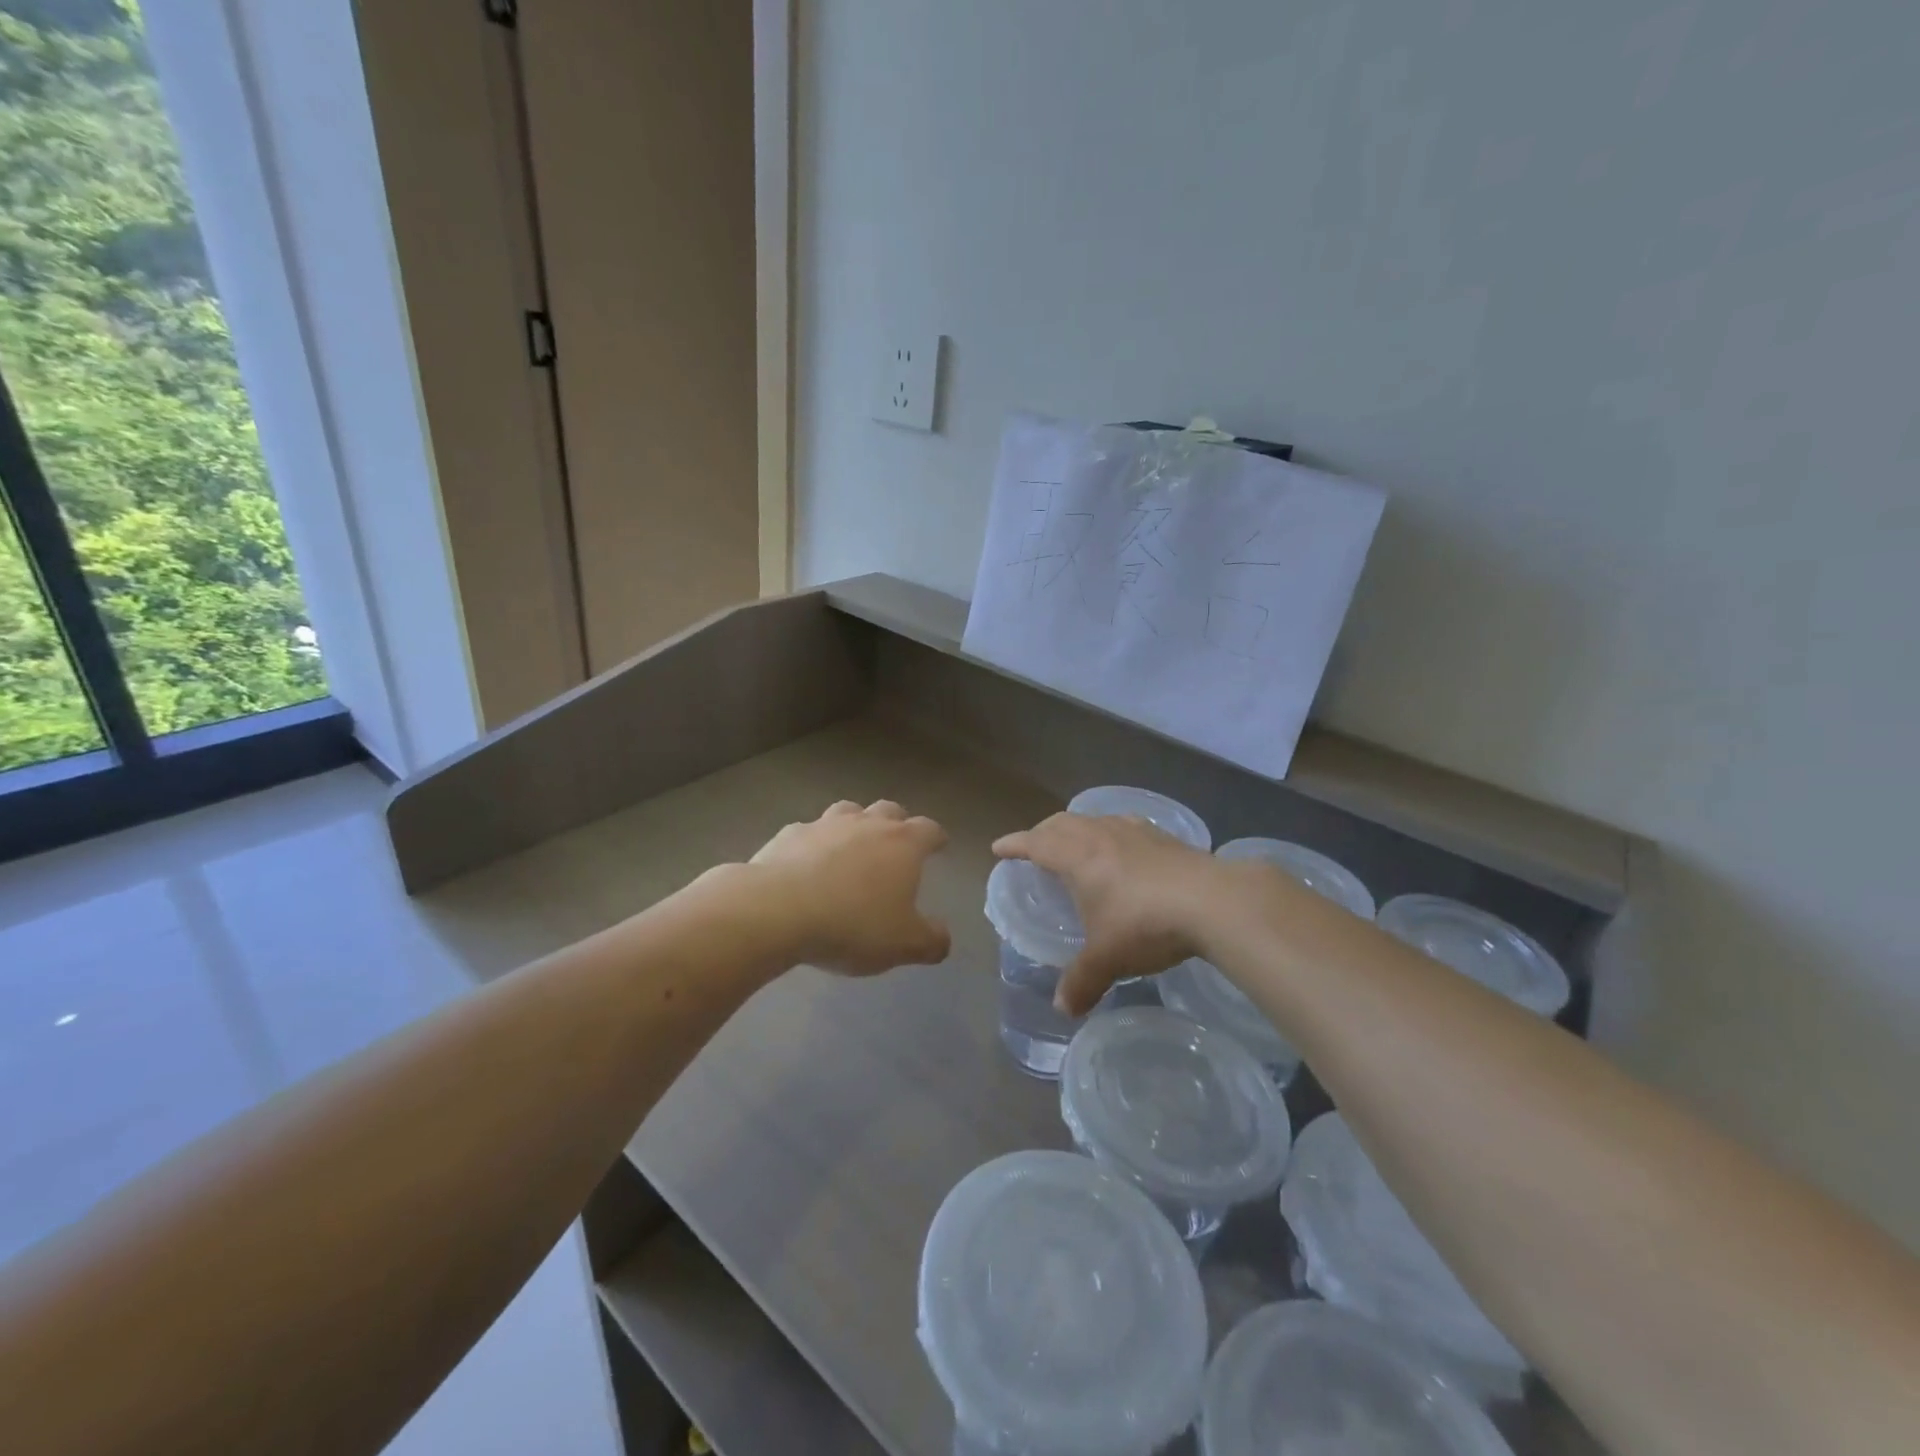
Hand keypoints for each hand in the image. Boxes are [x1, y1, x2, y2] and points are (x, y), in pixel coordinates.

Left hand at [748, 800, 951, 974]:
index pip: (929, 829)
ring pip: (849, 811)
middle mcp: (867, 824)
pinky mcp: (789, 834)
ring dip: (855, 825)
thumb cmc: (852, 924)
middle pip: (890, 810)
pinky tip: (807, 865)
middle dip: (898, 823)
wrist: (777, 910)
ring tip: (852, 848)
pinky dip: (814, 844)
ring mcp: (825, 824)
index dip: (936, 838)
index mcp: (903, 844)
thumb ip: (931, 941)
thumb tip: (942, 939)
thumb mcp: (903, 944)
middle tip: (896, 845)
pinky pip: (809, 831)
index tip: (939, 845)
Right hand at [993, 813, 1220, 1014]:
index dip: (1014, 845)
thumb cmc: (1146, 925)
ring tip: (1075, 844)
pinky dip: (1109, 832)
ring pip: (1094, 819)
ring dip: (1076, 828)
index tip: (998, 848)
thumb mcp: (1108, 958)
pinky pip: (1124, 825)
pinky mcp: (1164, 838)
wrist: (1214, 902)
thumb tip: (1062, 1010)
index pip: (1036, 843)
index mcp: (1078, 858)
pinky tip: (1123, 848)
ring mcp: (1135, 832)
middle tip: (1033, 847)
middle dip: (1042, 832)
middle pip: (1062, 823)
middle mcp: (1102, 836)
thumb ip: (1081, 982)